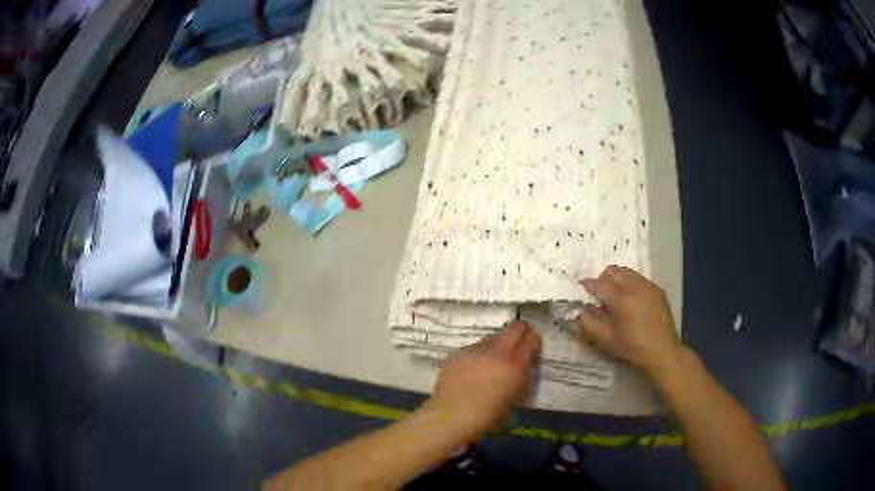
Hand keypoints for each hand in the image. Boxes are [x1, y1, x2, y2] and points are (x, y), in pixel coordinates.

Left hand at [427, 321, 540, 438]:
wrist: (451, 416)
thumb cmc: (487, 416)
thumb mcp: (515, 398)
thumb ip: (522, 377)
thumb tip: (524, 365)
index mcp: (514, 365)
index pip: (531, 338)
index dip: (534, 340)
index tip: (533, 347)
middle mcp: (496, 352)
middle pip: (514, 327)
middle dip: (520, 332)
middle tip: (518, 344)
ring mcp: (475, 349)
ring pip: (493, 337)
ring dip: (497, 345)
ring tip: (491, 362)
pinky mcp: (458, 352)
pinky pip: (475, 347)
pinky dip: (479, 354)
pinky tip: (473, 370)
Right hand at [578, 265, 682, 379]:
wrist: (663, 351)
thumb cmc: (633, 348)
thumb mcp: (606, 341)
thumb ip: (589, 325)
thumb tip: (580, 312)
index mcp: (622, 300)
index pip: (599, 284)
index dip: (587, 285)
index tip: (581, 287)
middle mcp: (635, 287)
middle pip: (613, 271)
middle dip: (602, 278)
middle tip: (599, 293)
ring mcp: (648, 286)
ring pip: (627, 272)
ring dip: (617, 279)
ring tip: (615, 295)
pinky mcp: (657, 289)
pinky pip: (639, 278)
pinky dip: (630, 283)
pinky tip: (631, 299)